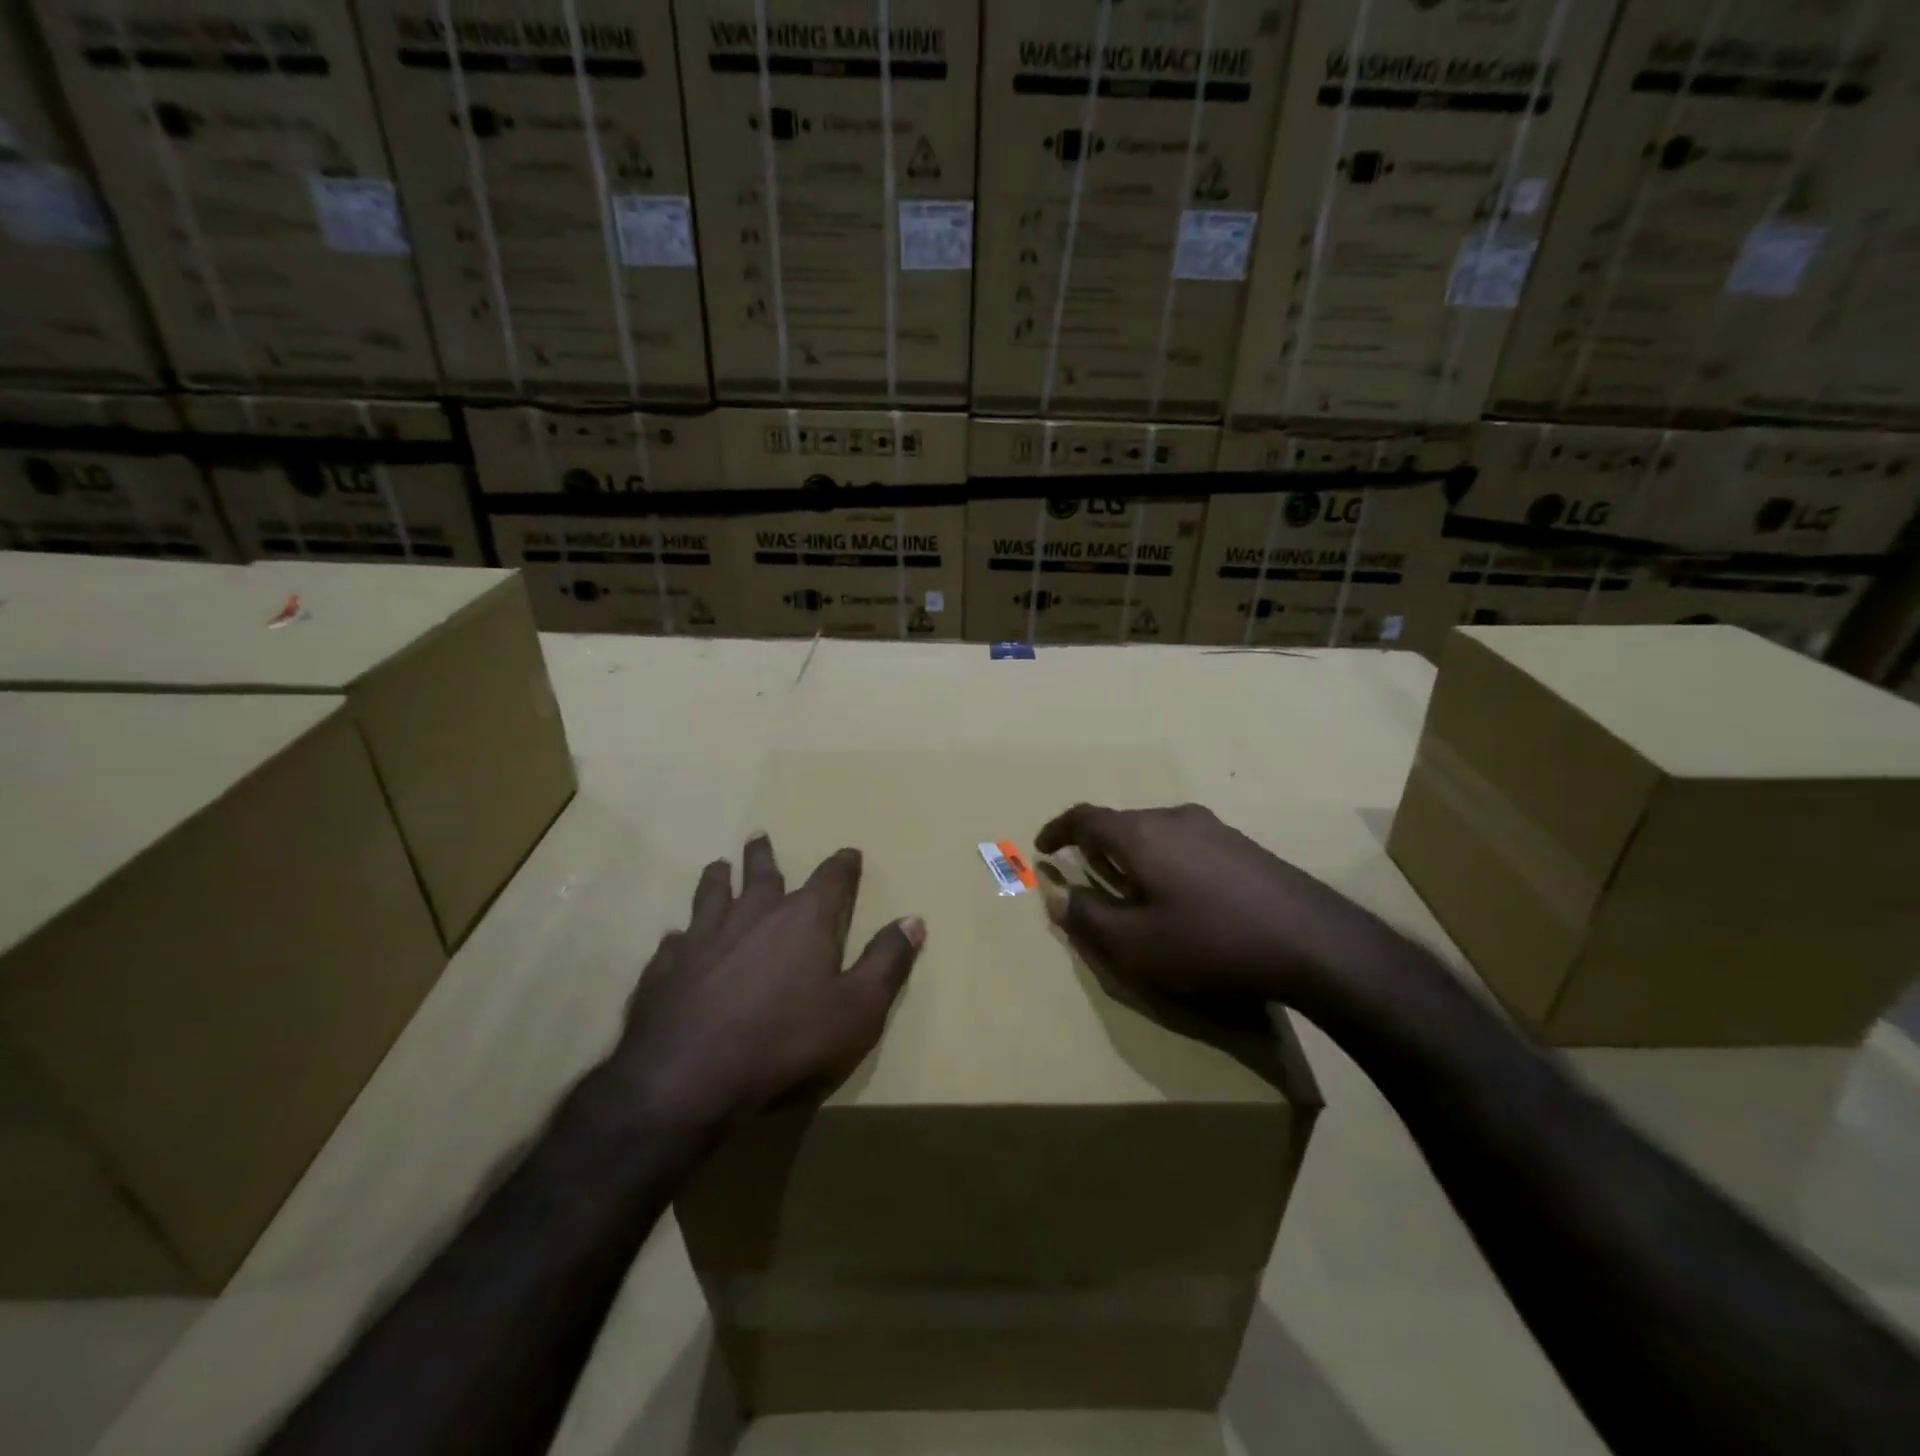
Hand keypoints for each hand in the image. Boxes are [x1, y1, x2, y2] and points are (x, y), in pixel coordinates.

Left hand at [610, 834, 923, 1130]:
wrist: (689, 1077)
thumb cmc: (787, 1042)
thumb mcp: (858, 1009)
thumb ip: (886, 962)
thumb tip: (913, 920)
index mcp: (803, 920)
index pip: (831, 879)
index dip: (842, 865)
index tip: (848, 853)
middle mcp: (753, 915)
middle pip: (761, 874)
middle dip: (764, 855)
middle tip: (759, 837)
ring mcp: (704, 938)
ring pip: (711, 894)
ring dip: (718, 878)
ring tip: (718, 867)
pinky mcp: (666, 968)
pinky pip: (675, 941)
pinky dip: (681, 937)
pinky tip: (677, 939)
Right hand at [1035, 802, 1370, 1013]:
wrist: (1314, 942)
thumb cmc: (1211, 942)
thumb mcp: (1137, 944)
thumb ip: (1088, 917)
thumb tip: (1055, 894)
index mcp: (1141, 835)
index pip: (1085, 818)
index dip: (1058, 830)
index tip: (1043, 847)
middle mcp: (1174, 818)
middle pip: (1122, 823)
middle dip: (1096, 846)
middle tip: (1088, 876)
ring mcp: (1214, 828)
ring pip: (1156, 832)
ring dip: (1133, 854)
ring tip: (1133, 889)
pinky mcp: (1242, 845)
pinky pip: (1186, 843)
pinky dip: (1165, 860)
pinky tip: (1182, 895)